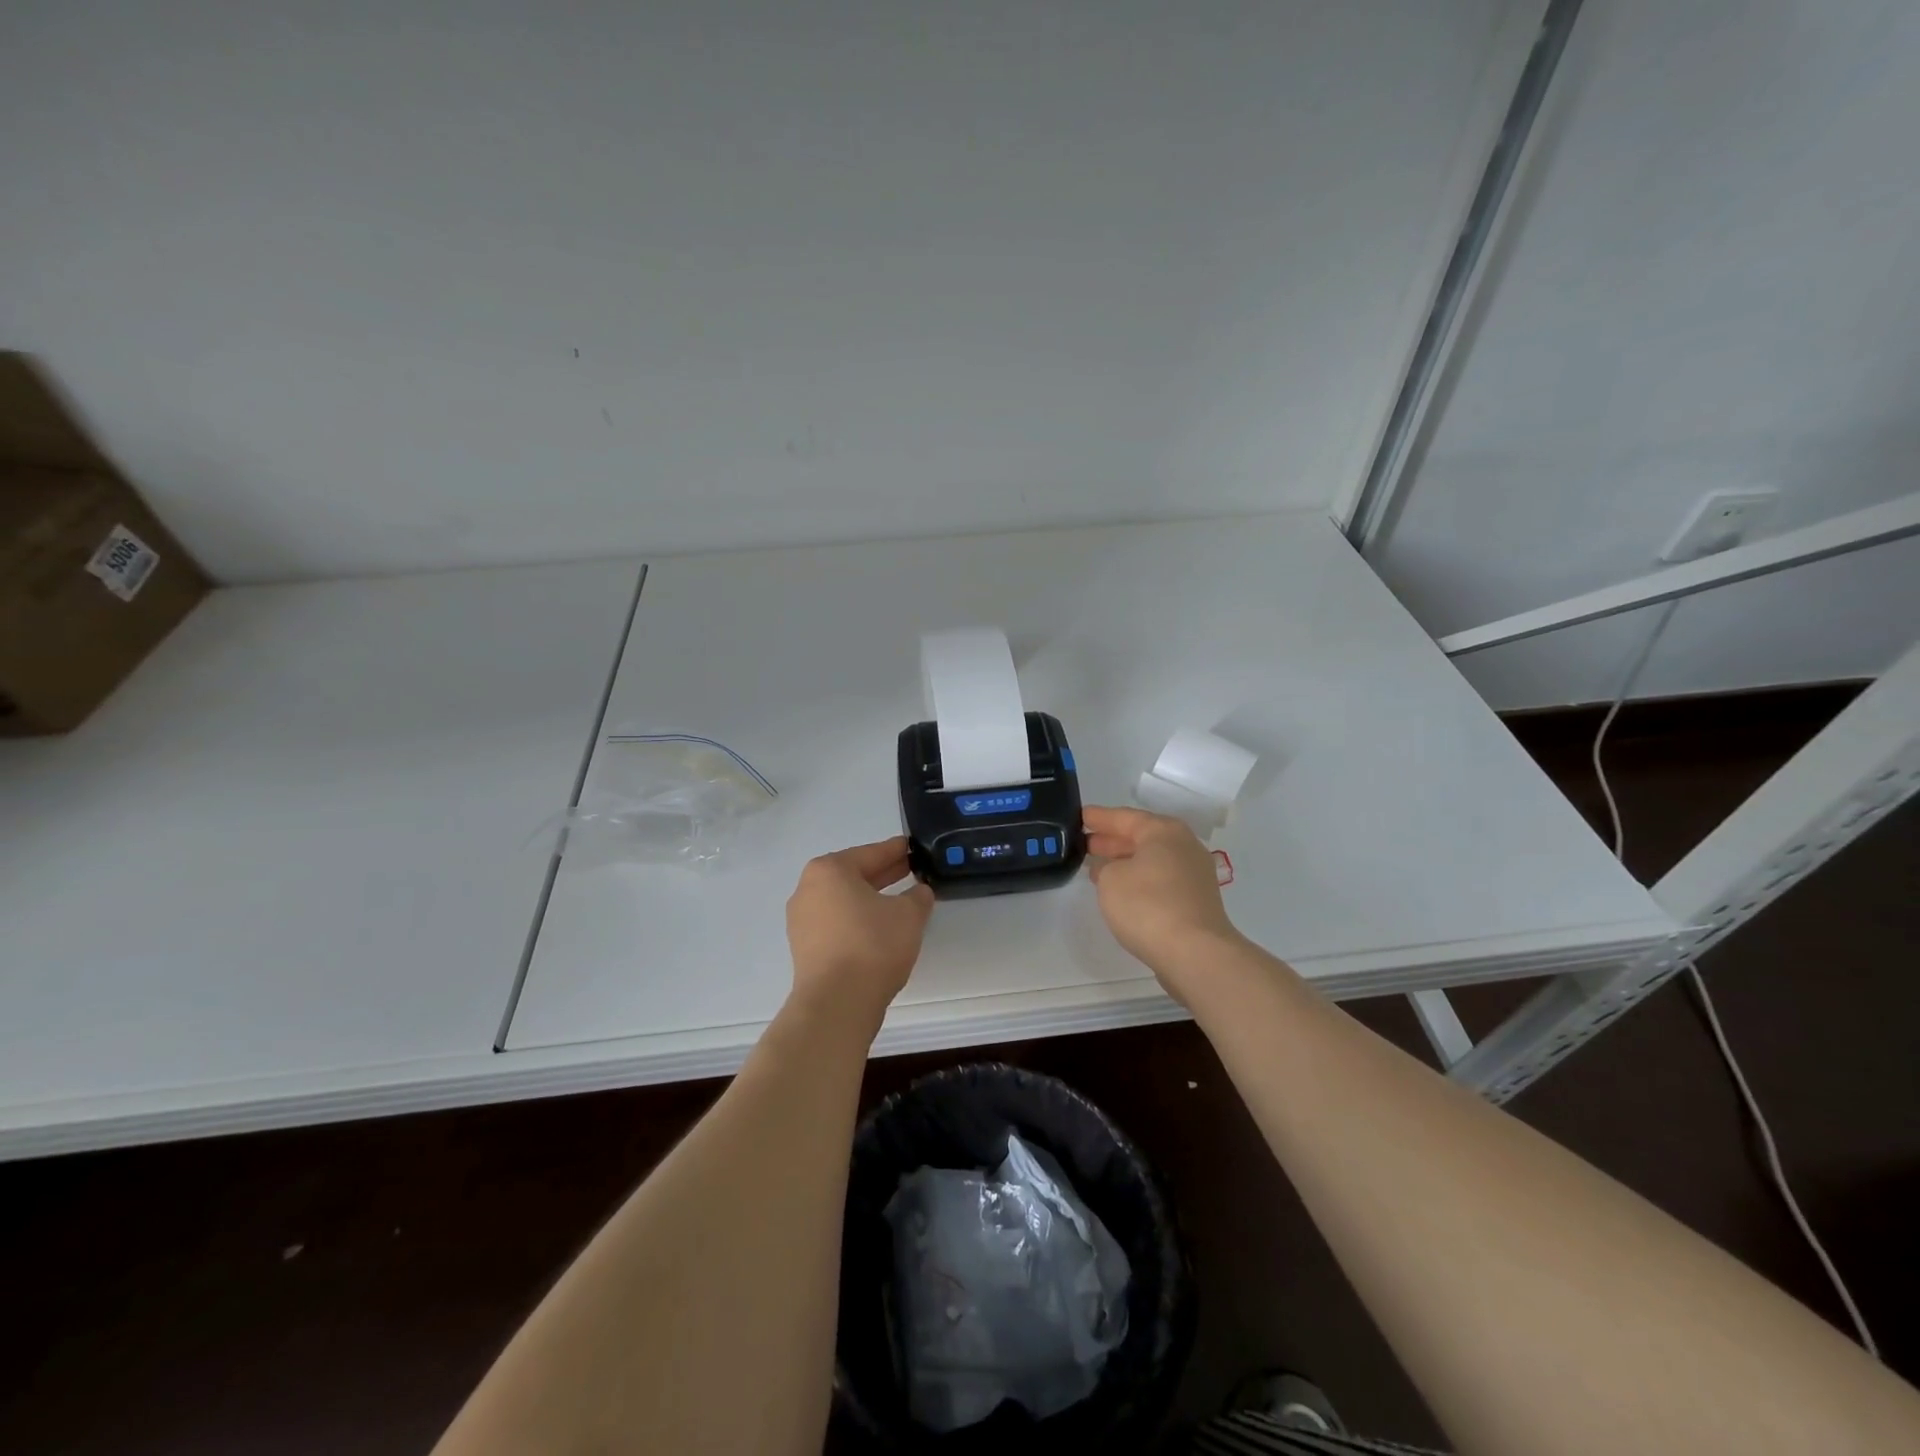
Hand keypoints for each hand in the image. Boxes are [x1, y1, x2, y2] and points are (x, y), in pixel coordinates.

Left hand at [785, 836, 933, 1028]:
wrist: (837, 1003)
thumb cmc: (872, 945)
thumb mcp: (908, 915)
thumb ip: (917, 897)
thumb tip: (918, 892)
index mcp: (829, 870)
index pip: (870, 853)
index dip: (896, 850)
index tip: (912, 847)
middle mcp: (808, 889)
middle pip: (853, 875)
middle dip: (883, 873)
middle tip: (911, 870)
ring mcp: (802, 921)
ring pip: (843, 901)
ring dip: (870, 899)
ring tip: (899, 902)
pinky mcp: (804, 949)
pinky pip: (836, 924)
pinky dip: (857, 920)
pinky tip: (879, 929)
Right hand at [1084, 805, 1243, 998]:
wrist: (1195, 953)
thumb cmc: (1148, 905)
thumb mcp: (1110, 879)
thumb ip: (1105, 868)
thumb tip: (1111, 870)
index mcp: (1164, 831)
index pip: (1124, 817)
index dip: (1099, 817)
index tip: (1079, 816)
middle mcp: (1184, 846)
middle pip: (1142, 837)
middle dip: (1112, 840)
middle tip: (1085, 842)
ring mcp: (1194, 875)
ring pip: (1152, 860)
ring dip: (1125, 862)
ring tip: (1097, 868)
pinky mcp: (1196, 901)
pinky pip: (1160, 880)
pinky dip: (1139, 880)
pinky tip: (1122, 891)